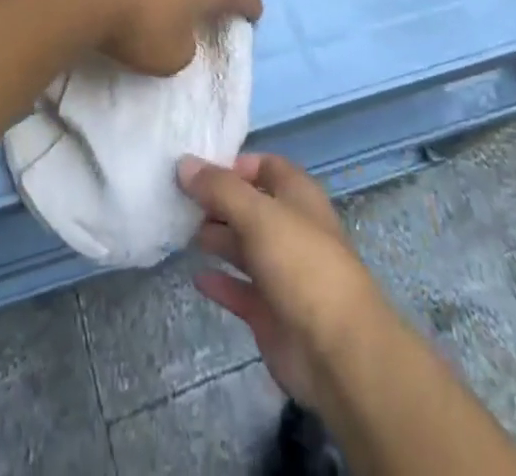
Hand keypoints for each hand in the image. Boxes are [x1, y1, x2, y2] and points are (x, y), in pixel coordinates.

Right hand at [179, 152, 386, 407]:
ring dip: (216, 237)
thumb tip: (184, 163)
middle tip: (177, 200)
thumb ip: (220, 188)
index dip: (233, 165)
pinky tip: (196, 277)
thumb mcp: (258, 215)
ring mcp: (281, 272)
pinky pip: (240, 290)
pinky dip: (220, 282)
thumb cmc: (301, 265)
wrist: (338, 353)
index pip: (264, 166)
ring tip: (179, 231)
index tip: (195, 170)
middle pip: (249, 206)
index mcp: (297, 196)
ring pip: (243, 246)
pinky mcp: (271, 312)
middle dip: (217, 202)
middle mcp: (290, 228)